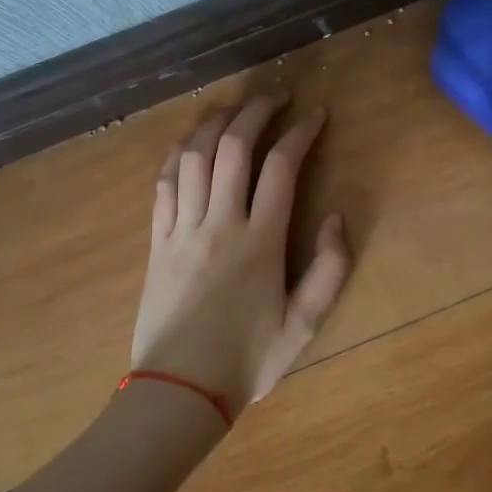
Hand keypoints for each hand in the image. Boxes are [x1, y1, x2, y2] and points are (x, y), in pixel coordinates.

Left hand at [130, 96, 351, 414]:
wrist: (177, 394)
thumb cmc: (247, 361)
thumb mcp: (304, 325)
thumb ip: (329, 270)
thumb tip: (334, 217)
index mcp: (260, 241)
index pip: (282, 167)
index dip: (301, 132)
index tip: (316, 114)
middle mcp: (220, 223)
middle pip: (235, 147)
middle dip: (257, 111)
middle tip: (276, 97)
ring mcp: (182, 229)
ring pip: (194, 156)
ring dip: (215, 122)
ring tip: (234, 106)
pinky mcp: (157, 241)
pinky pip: (163, 183)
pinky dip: (177, 153)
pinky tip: (190, 141)